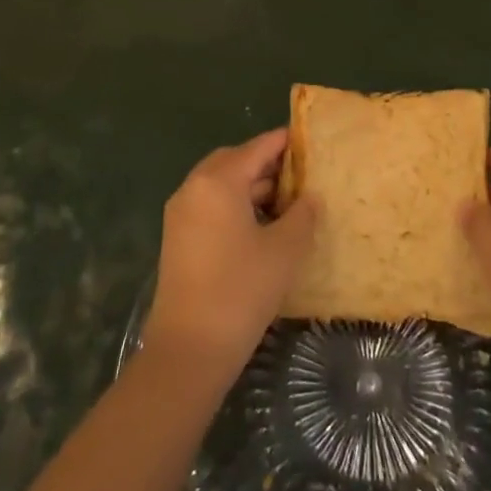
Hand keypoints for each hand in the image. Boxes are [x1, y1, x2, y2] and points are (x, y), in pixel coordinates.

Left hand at [141, 129, 318, 375]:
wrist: (189, 350)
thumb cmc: (241, 290)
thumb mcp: (284, 250)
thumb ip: (302, 214)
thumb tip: (310, 197)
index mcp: (218, 181)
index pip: (257, 147)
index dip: (285, 143)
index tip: (311, 141)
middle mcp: (194, 187)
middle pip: (235, 160)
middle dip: (266, 164)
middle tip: (300, 174)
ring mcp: (181, 214)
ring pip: (221, 184)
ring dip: (251, 186)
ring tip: (287, 202)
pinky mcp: (178, 238)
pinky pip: (210, 205)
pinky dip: (235, 205)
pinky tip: (262, 227)